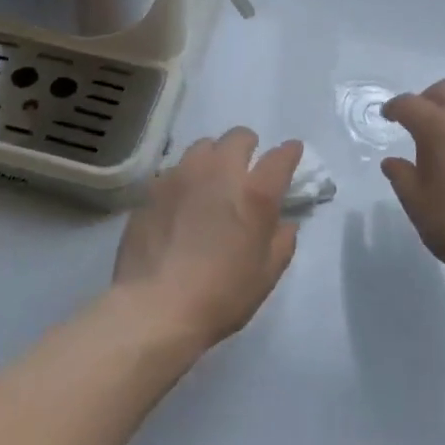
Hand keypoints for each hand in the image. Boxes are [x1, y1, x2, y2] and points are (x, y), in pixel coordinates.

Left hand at [112, 129, 301, 349]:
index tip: (292, 152)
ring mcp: (182, 175)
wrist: (154, 307)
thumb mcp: (265, 276)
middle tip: (246, 169)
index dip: (289, 152)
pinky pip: (175, 169)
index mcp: (253, 194)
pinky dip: (185, 178)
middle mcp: (219, 172)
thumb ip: (281, 243)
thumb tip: (285, 224)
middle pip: (239, 137)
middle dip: (248, 146)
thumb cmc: (220, 296)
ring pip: (203, 146)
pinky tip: (181, 202)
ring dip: (214, 157)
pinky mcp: (153, 187)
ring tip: (210, 181)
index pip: (280, 158)